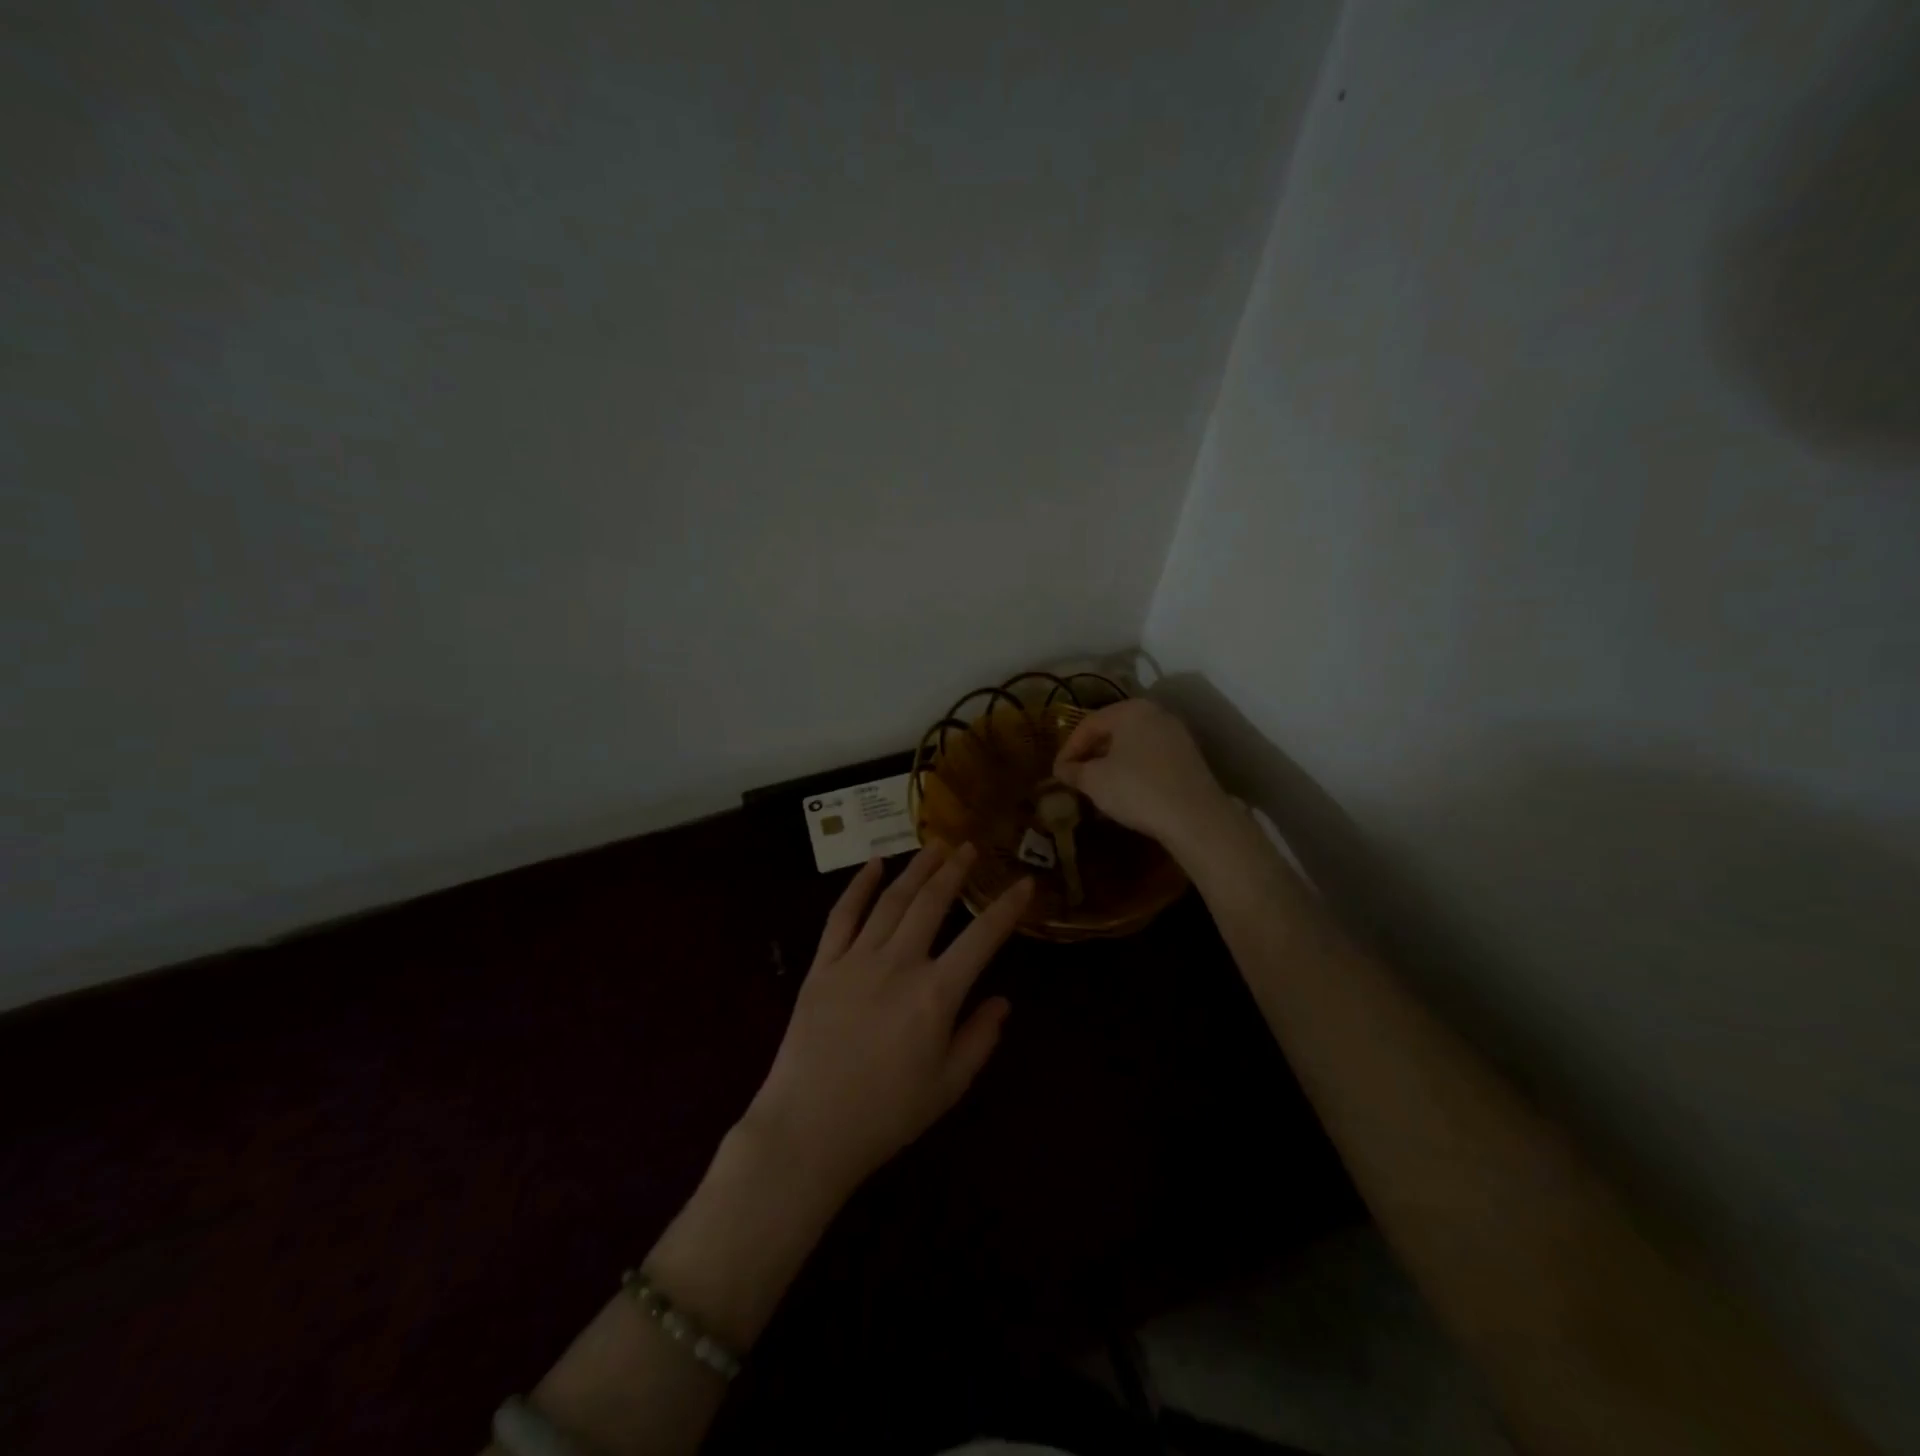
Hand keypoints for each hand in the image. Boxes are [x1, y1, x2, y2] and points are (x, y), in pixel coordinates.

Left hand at [743, 843, 1032, 1198]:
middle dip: (954, 870)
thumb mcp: (947, 1087)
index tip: (1024, 883)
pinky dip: (859, 886)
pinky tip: (874, 865)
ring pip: (891, 900)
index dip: (1007, 908)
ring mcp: (856, 960)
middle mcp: (898, 964)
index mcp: (935, 994)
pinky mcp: (822, 965)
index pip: (982, 938)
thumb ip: (979, 1039)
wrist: (807, 1130)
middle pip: (931, 903)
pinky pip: (842, 915)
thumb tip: (1002, 1001)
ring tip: (933, 845)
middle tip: (969, 846)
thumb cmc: (885, 1115)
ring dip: (915, 869)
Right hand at [1052, 699, 1233, 851]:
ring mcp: (1176, 735)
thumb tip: (1062, 769)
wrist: (1195, 818)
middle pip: (1113, 730)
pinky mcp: (1189, 757)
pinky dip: (1133, 769)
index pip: (1089, 724)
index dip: (1068, 748)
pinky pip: (1151, 757)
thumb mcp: (1094, 781)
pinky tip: (1126, 790)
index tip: (1057, 772)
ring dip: (1112, 762)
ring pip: (1133, 744)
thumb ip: (1074, 771)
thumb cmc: (1136, 789)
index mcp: (1130, 710)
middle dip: (1091, 753)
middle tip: (1076, 776)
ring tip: (1098, 786)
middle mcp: (1156, 714)